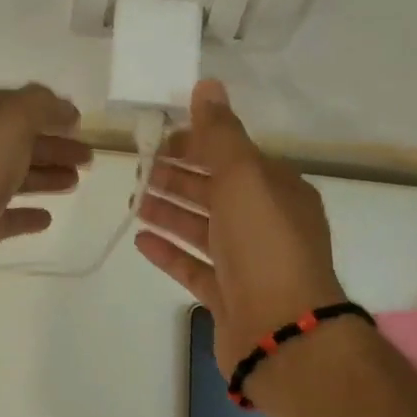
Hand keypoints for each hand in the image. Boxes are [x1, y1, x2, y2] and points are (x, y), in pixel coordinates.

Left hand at [0, 84, 92, 295]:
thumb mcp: (7, 122)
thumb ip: (39, 106)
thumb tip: (63, 107)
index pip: (12, 105)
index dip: (47, 111)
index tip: (79, 122)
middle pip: (16, 142)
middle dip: (53, 146)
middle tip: (89, 157)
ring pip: (12, 178)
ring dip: (44, 176)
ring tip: (76, 181)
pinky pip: (3, 216)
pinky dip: (25, 215)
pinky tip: (47, 217)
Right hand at [134, 80, 346, 378]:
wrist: (281, 331)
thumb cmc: (264, 246)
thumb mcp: (244, 178)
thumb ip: (221, 134)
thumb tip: (207, 85)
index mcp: (278, 191)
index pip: (234, 157)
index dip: (198, 144)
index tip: (161, 139)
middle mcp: (266, 225)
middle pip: (216, 193)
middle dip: (179, 178)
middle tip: (139, 171)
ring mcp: (248, 265)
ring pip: (203, 230)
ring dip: (170, 213)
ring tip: (134, 203)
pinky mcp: (229, 297)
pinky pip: (194, 268)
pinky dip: (170, 252)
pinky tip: (142, 241)